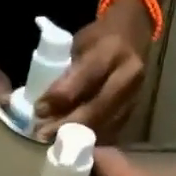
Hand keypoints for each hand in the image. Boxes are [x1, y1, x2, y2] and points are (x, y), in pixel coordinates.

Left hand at [34, 1, 152, 141]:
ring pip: (105, 122)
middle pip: (97, 107)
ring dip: (77, 135)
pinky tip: (72, 141)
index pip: (84, 78)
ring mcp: (136, 93)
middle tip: (43, 135)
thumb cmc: (100, 38)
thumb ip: (67, 74)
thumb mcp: (79, 45)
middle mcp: (129, 74)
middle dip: (68, 124)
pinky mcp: (136, 108)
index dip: (60, 97)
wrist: (134, 34)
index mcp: (112, 51)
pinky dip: (91, 136)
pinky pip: (112, 128)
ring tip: (53, 141)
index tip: (38, 110)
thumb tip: (45, 107)